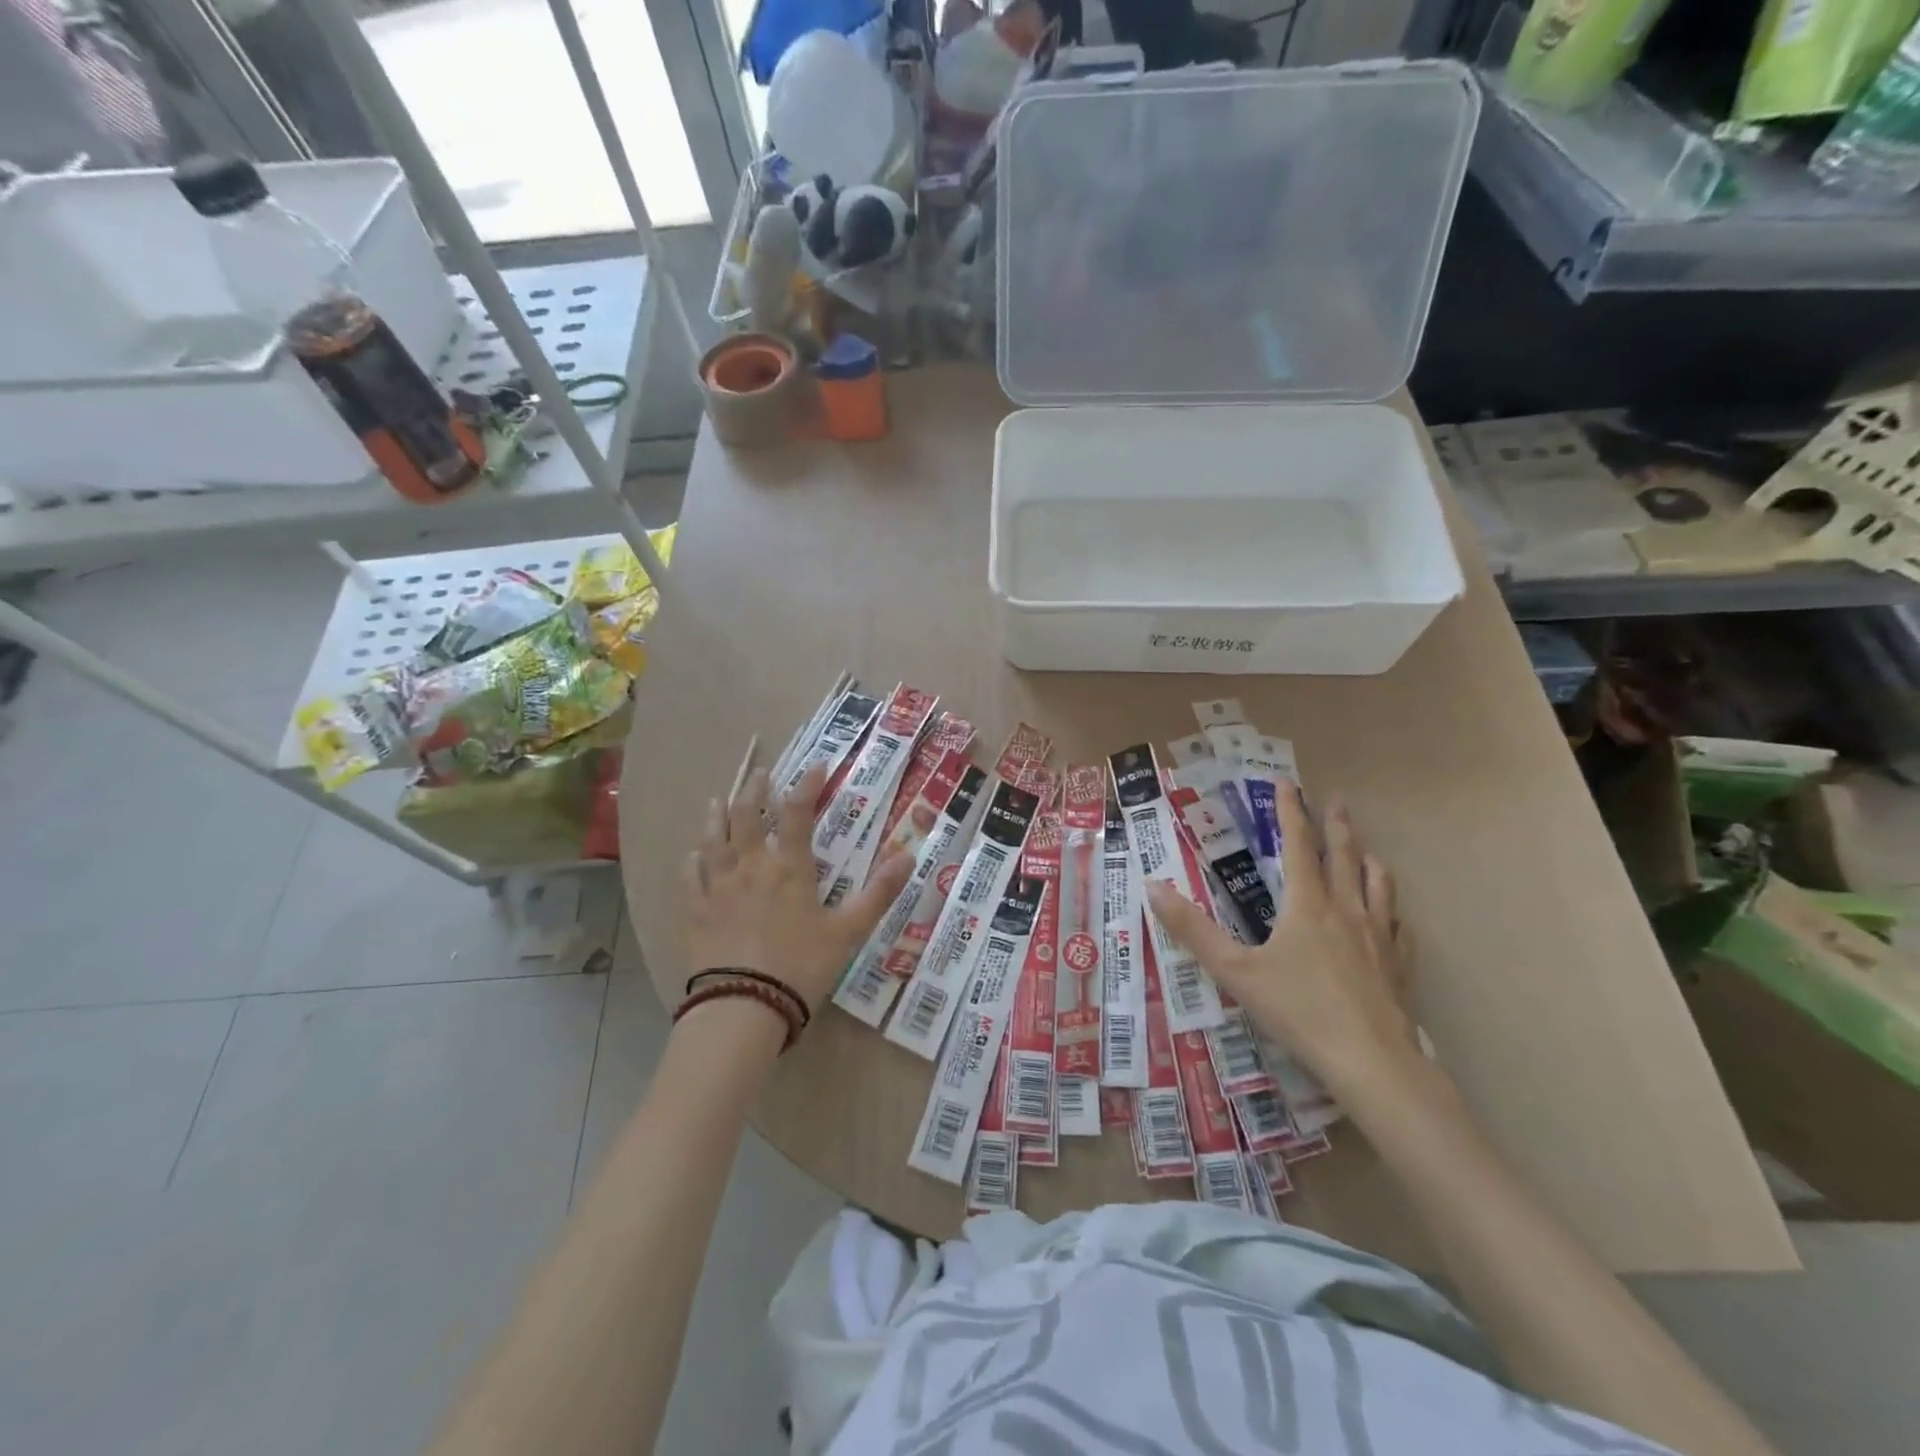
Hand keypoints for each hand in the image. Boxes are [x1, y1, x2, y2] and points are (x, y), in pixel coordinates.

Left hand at [681, 762, 914, 1014]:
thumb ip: (879, 892)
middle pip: (747, 815)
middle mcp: (750, 866)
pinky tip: (693, 853)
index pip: (797, 813)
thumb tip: (909, 855)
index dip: (807, 785)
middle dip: (755, 789)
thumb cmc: (801, 967)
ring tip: (718, 799)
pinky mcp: (695, 911)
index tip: (817, 766)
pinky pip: (689, 876)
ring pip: (713, 839)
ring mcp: (717, 887)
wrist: (743, 1007)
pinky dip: (692, 859)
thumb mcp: (849, 931)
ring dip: (717, 815)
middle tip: (761, 773)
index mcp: (789, 868)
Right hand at [1145, 782, 1416, 1095]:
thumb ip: (1192, 929)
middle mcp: (1346, 910)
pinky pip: (1400, 927)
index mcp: (1306, 904)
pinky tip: (1394, 917)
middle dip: (1336, 825)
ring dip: (1368, 860)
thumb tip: (1153, 887)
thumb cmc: (1297, 1010)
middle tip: (1336, 800)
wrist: (1370, 1061)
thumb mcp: (1234, 970)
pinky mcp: (1399, 966)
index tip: (1287, 783)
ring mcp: (1379, 937)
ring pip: (1378, 885)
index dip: (1290, 811)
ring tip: (1366, 850)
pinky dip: (1393, 911)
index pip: (1297, 844)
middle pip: (1344, 855)